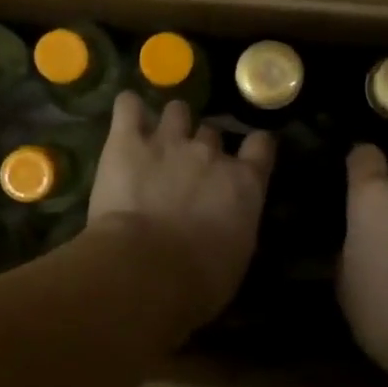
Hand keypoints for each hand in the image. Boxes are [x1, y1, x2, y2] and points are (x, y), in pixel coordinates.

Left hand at [88, 93, 276, 328]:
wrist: (147, 269)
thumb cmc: (198, 280)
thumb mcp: (235, 256)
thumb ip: (234, 224)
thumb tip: (226, 223)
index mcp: (244, 183)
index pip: (261, 146)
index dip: (254, 147)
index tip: (248, 153)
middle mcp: (210, 153)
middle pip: (211, 133)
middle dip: (202, 145)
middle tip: (187, 167)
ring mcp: (168, 141)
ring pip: (176, 111)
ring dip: (170, 123)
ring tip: (157, 138)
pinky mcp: (127, 141)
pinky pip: (128, 107)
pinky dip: (128, 109)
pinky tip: (126, 118)